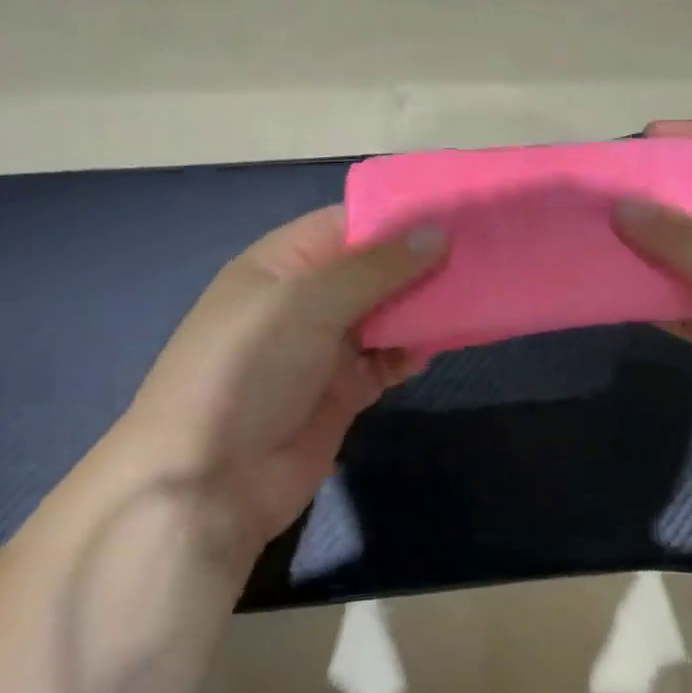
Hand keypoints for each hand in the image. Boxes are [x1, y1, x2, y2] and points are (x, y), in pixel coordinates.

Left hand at [117, 207, 444, 562]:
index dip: (398, 215)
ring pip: (386, 313)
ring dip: (423, 305)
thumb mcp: (307, 302)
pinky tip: (440, 344)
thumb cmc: (249, 369)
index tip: (457, 209)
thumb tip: (436, 232)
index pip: (347, 222)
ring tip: (476, 292)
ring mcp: (324, 347)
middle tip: (483, 251)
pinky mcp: (343, 391)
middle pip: (373, 268)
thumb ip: (375, 266)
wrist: (208, 483)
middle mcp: (306, 299)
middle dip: (420, 260)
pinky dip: (412, 351)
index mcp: (283, 263)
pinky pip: (387, 359)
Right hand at [615, 120, 691, 468]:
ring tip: (594, 243)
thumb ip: (683, 239)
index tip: (643, 140)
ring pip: (690, 260)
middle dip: (657, 202)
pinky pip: (688, 305)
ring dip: (649, 254)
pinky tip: (618, 295)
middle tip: (600, 198)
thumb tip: (621, 207)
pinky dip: (658, 301)